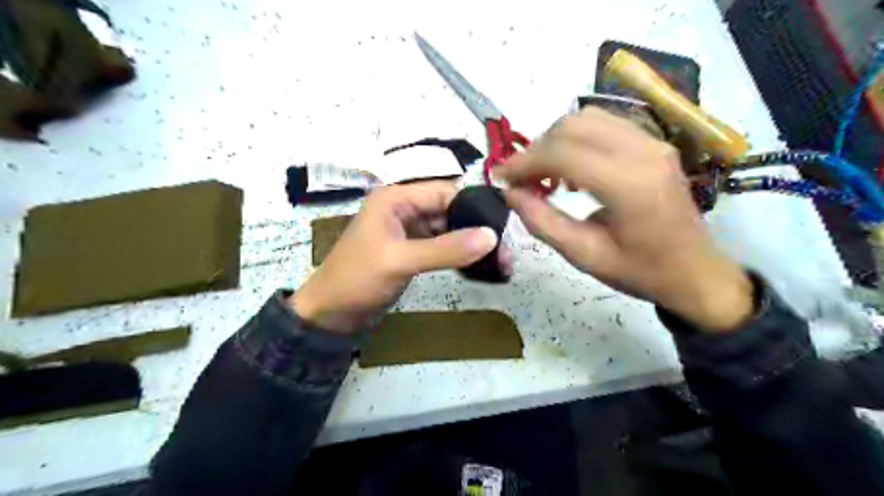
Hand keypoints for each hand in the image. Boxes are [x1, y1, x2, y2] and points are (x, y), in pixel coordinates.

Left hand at [293, 182, 502, 332]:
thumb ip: (446, 248)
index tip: (503, 227)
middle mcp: (404, 209)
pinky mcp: (412, 251)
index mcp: (396, 198)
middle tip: (505, 250)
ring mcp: (409, 231)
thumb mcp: (401, 260)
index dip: (474, 207)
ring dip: (470, 243)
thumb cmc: (358, 279)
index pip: (445, 192)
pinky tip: (478, 266)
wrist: (331, 315)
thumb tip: (491, 237)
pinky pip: (441, 247)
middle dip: (476, 228)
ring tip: (499, 261)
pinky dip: (459, 255)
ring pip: (448, 230)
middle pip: (449, 210)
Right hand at [490, 109, 751, 332]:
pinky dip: (577, 139)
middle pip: (573, 126)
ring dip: (556, 141)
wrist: (695, 272)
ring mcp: (653, 143)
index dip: (524, 162)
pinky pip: (606, 125)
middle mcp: (644, 152)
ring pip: (588, 118)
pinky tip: (571, 168)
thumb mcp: (583, 255)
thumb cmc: (640, 271)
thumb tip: (509, 193)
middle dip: (537, 148)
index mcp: (629, 185)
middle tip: (521, 179)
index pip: (562, 153)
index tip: (501, 178)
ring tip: (544, 174)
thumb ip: (541, 222)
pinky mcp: (655, 143)